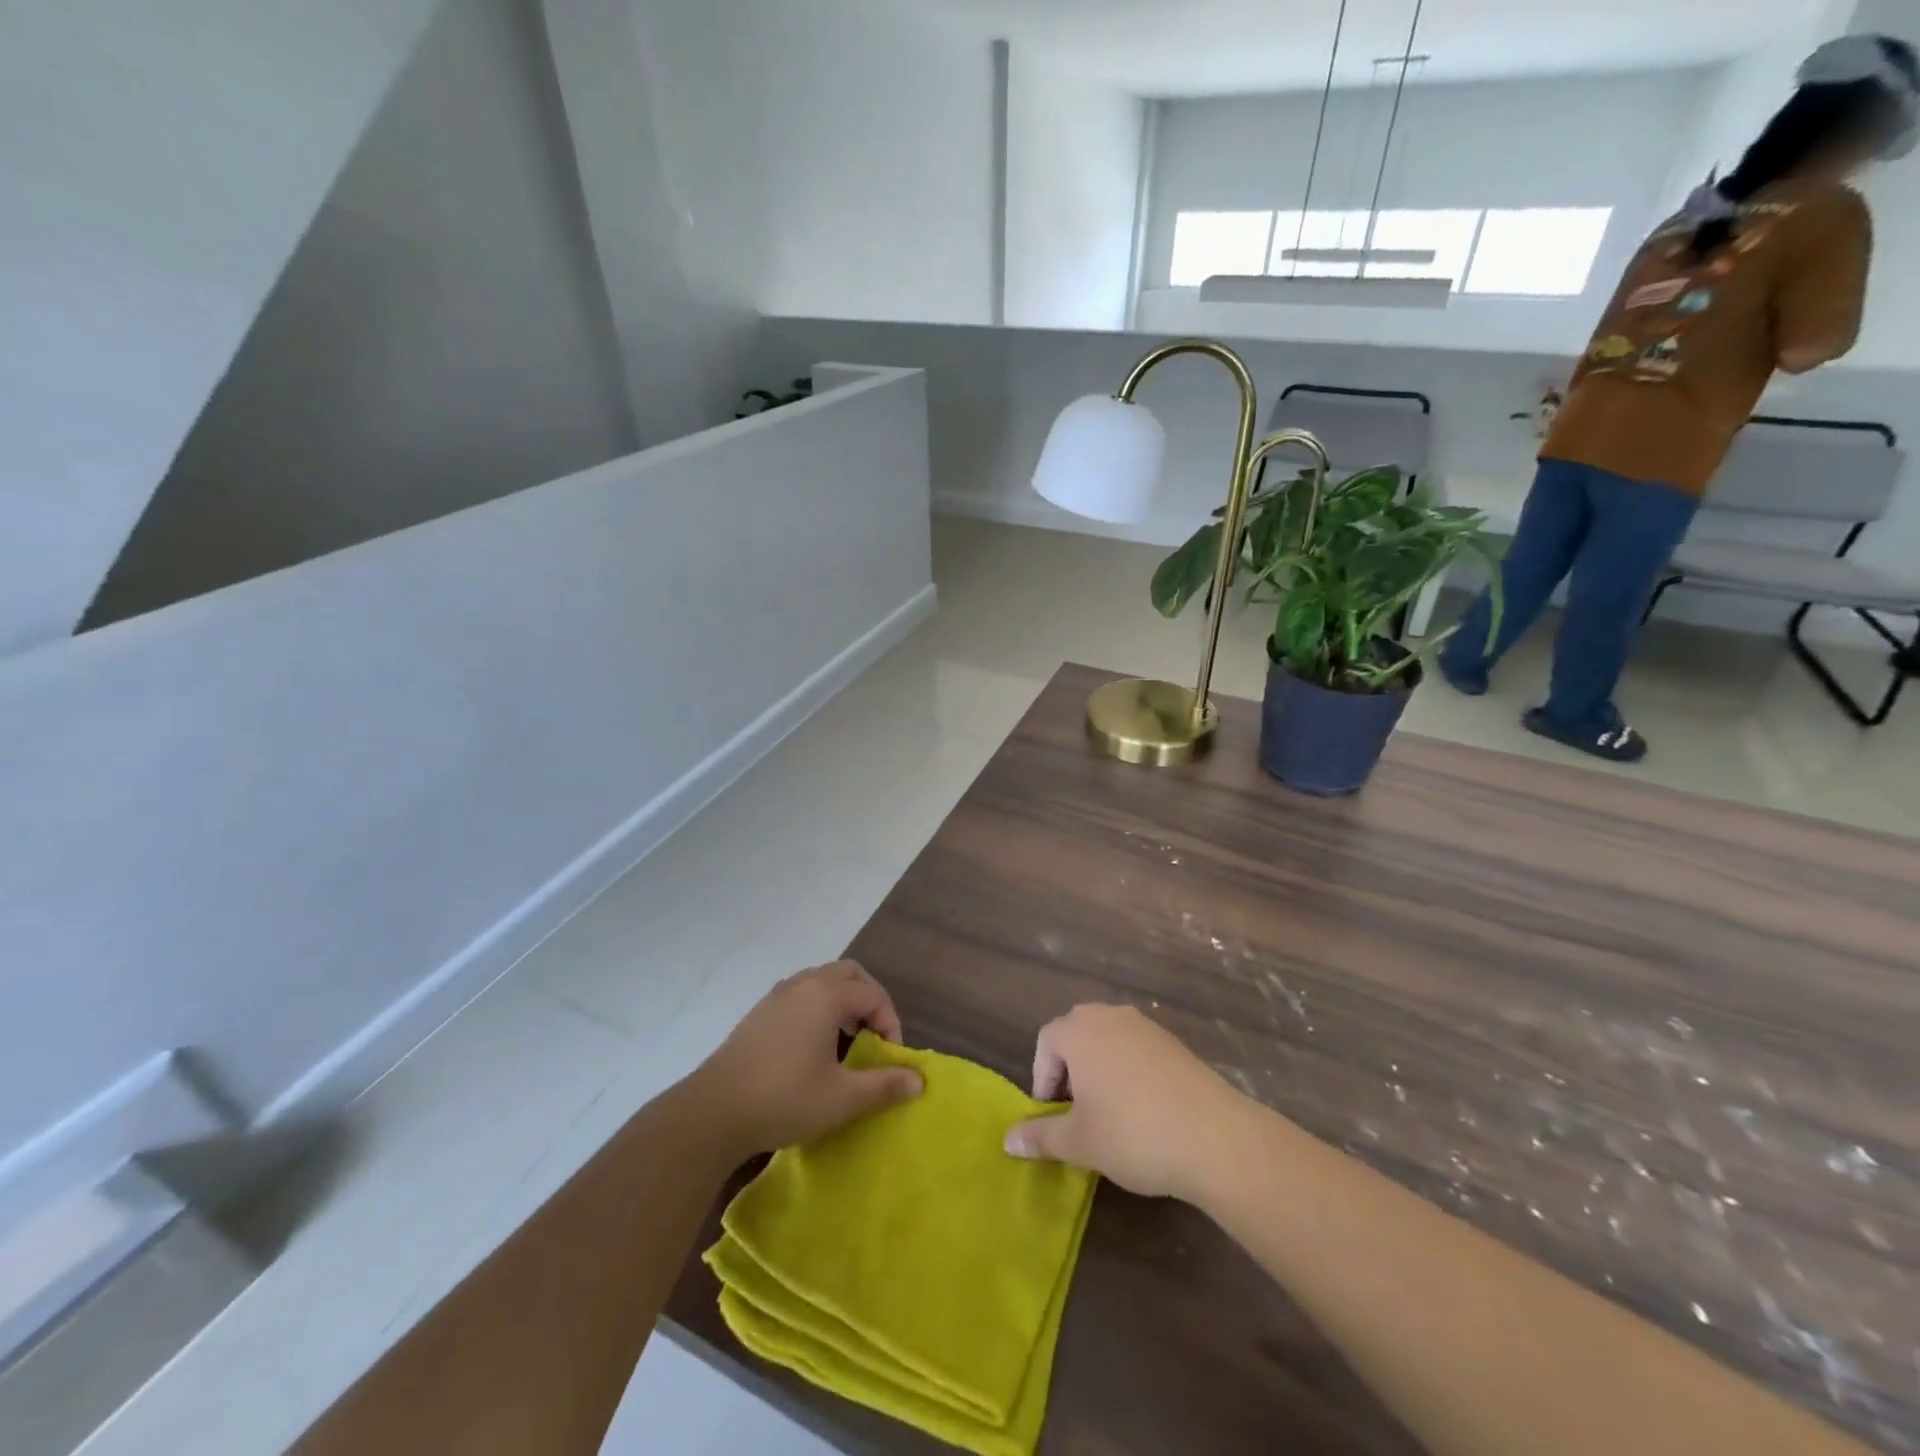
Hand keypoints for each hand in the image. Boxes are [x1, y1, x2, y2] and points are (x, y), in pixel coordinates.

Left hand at [692, 961, 922, 1159]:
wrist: (713, 1111)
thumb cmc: (784, 1099)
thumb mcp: (842, 1099)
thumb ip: (884, 1085)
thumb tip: (919, 1080)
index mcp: (826, 995)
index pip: (873, 995)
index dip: (890, 1022)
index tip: (890, 1057)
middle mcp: (803, 985)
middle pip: (849, 973)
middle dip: (869, 999)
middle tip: (874, 1035)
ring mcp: (777, 996)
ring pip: (821, 980)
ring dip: (842, 1001)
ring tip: (846, 1039)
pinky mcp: (759, 1012)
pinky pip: (800, 993)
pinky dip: (818, 1006)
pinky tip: (813, 1045)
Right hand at [1003, 1004, 1246, 1201]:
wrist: (1215, 1137)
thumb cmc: (1132, 1134)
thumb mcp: (1079, 1142)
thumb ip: (1040, 1136)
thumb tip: (1007, 1140)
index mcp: (1080, 1031)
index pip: (1046, 1041)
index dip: (1043, 1077)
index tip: (1052, 1114)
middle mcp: (1110, 1016)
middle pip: (1076, 1033)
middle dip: (1070, 1069)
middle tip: (1076, 1110)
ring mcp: (1146, 1026)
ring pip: (1108, 1039)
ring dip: (1099, 1068)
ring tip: (1108, 1112)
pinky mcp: (1175, 1043)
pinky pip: (1137, 1048)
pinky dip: (1129, 1071)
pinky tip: (1143, 1110)